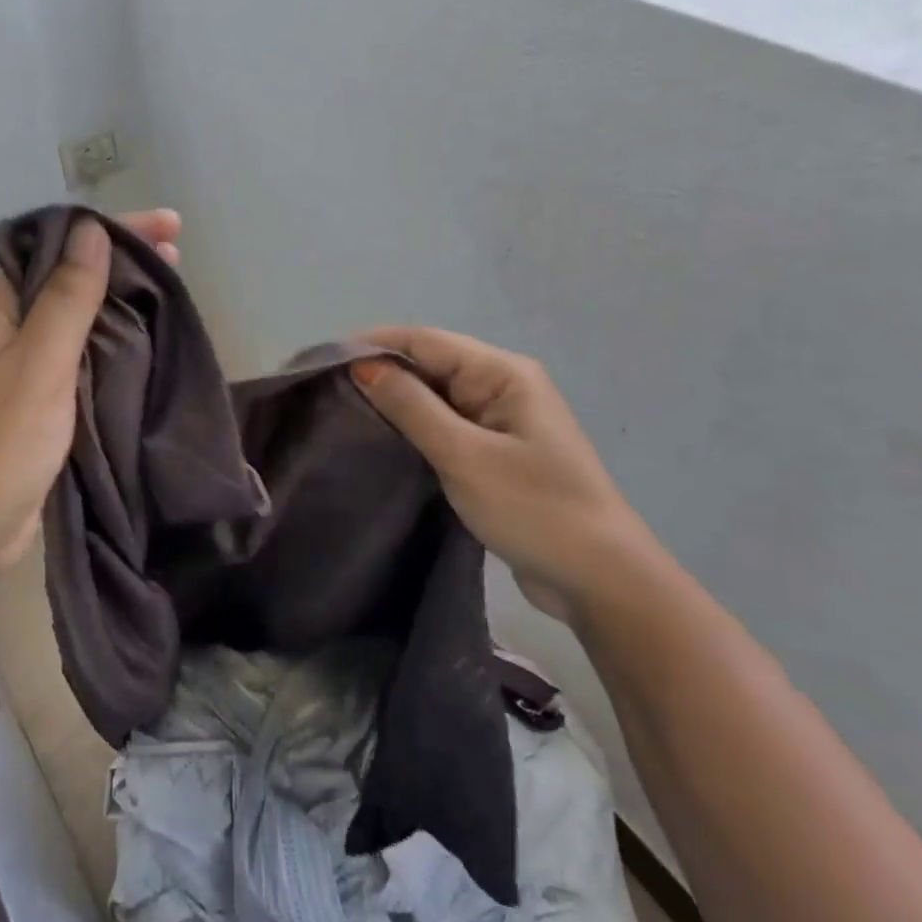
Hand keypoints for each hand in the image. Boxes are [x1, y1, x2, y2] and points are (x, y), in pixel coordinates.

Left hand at [0, 210, 182, 578]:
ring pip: (79, 319)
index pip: (56, 246)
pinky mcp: (40, 404)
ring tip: (172, 290)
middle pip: (69, 278)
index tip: (167, 225)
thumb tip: (91, 229)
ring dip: (121, 302)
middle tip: (177, 255)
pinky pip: (81, 359)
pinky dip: (113, 345)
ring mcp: (23, 369)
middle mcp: (8, 330)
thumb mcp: (37, 365)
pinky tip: (147, 342)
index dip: (111, 229)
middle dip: (121, 262)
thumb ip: (66, 298)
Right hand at [350, 325, 663, 623]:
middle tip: (324, 389)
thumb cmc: (533, 509)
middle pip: (429, 363)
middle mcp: (502, 385)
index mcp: (503, 373)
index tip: (321, 360)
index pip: (425, 340)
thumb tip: (363, 366)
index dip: (372, 344)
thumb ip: (411, 406)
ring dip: (393, 400)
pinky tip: (380, 439)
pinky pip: (444, 425)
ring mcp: (500, 419)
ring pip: (434, 395)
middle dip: (379, 371)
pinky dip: (412, 427)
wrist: (600, 580)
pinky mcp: (495, 451)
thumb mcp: (463, 455)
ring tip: (341, 411)